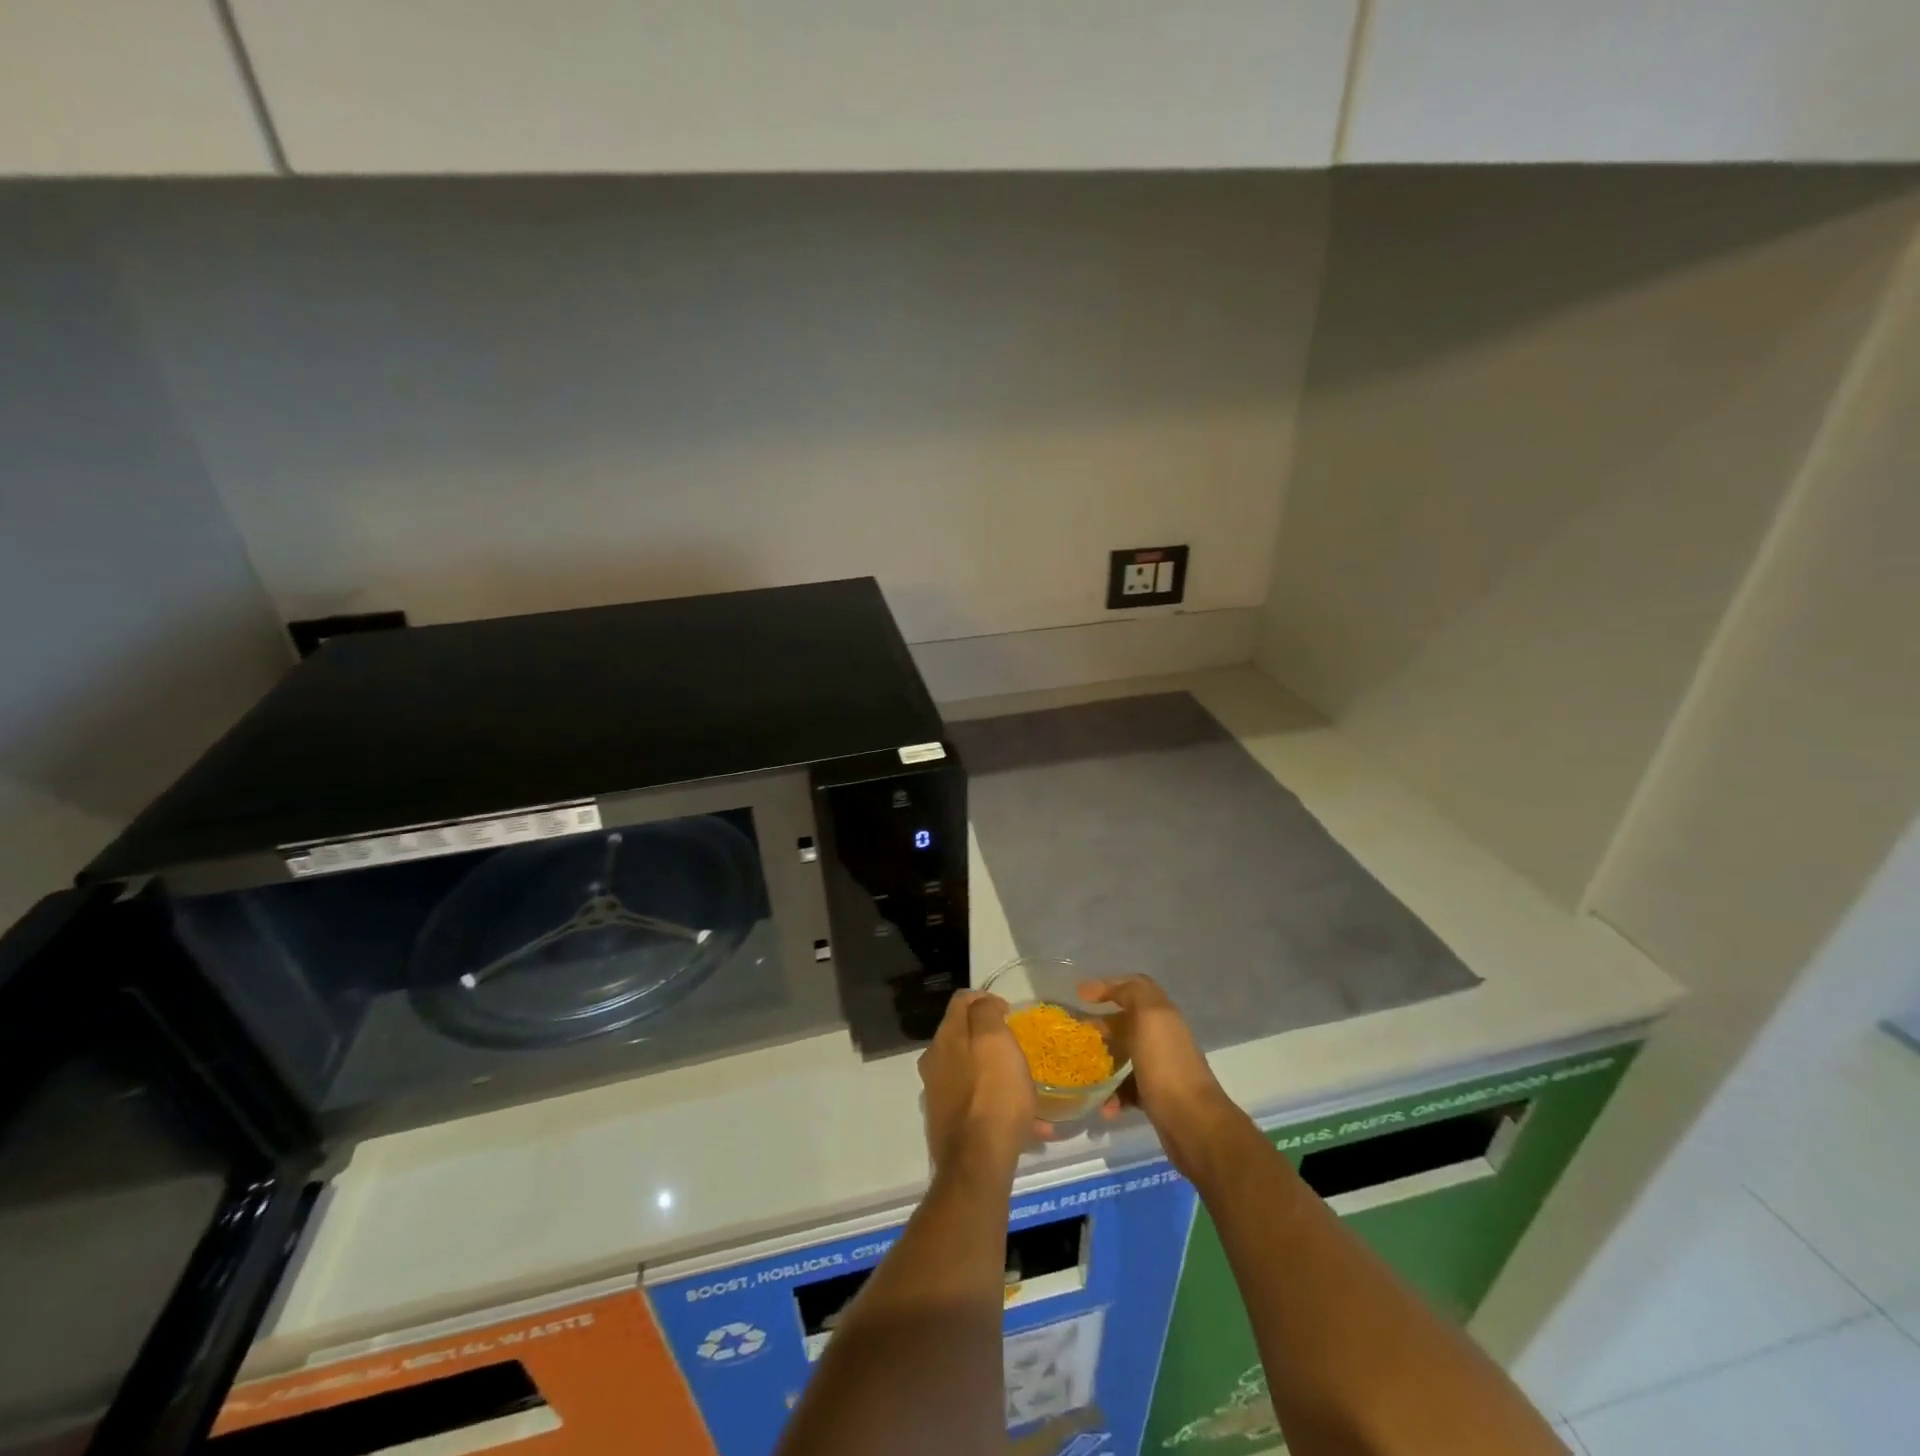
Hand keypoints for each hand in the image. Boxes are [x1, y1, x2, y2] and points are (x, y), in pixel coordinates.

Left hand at [917, 990, 1036, 1170]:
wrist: (978, 1163)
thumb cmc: (993, 1093)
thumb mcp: (996, 1040)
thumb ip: (986, 1013)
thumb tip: (983, 1002)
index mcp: (945, 1038)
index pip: (961, 1001)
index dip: (986, 999)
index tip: (1010, 1013)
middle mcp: (935, 1062)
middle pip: (964, 1037)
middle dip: (991, 1039)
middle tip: (1018, 1048)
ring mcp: (939, 1095)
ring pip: (973, 1073)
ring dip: (998, 1075)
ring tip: (1028, 1090)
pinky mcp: (949, 1125)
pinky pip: (979, 1105)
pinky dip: (1000, 1107)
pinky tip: (1032, 1127)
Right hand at [1079, 975, 1238, 1174]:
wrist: (1193, 1124)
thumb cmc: (1166, 1065)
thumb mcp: (1150, 1017)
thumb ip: (1131, 993)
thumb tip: (1100, 987)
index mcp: (1162, 1015)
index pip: (1135, 987)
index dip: (1109, 986)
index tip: (1081, 996)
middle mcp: (1162, 1037)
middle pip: (1127, 1022)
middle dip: (1101, 1025)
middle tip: (1077, 1034)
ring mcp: (1160, 1068)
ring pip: (1125, 1056)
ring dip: (1104, 1062)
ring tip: (1084, 1072)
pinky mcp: (1156, 1097)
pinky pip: (1128, 1089)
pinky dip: (1114, 1095)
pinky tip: (1104, 1107)